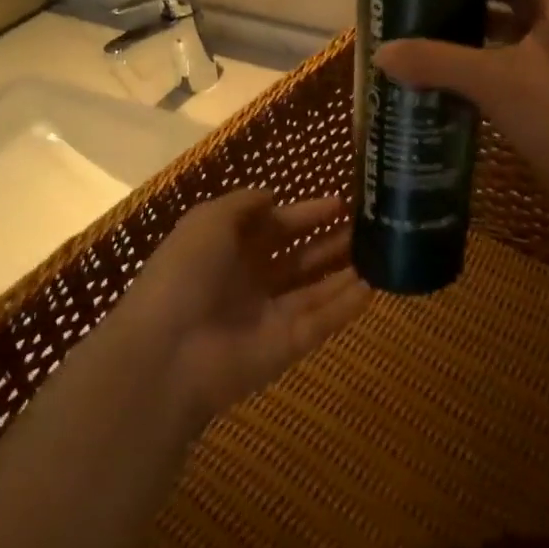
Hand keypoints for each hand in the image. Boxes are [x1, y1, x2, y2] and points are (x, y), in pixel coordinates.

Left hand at [121, 192, 369, 424]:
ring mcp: (268, 316)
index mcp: (227, 249)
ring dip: (344, 272)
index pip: (274, 226)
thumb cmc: (185, 273)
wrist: (167, 351)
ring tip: (381, 252)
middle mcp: (249, 281)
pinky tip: (373, 288)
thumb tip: (272, 196)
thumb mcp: (208, 221)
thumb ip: (243, 204)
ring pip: (314, 291)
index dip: (305, 214)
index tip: (340, 203)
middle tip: (369, 227)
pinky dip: (345, 307)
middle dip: (330, 242)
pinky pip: (321, 322)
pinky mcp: (285, 348)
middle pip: (298, 259)